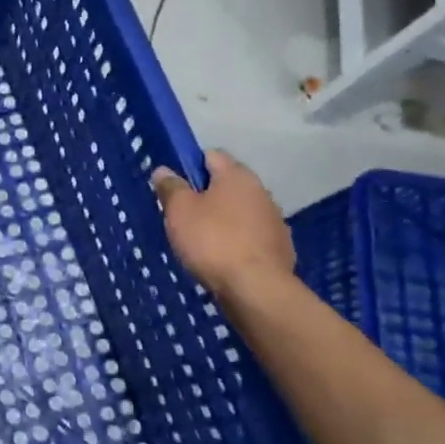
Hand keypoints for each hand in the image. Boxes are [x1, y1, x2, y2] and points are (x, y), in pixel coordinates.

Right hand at [151, 151, 294, 301]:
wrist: (256, 288)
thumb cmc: (212, 241)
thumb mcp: (179, 211)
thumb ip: (171, 187)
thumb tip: (164, 170)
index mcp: (236, 175)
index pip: (211, 155)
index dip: (190, 166)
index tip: (174, 187)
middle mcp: (261, 191)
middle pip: (227, 184)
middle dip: (205, 195)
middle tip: (182, 216)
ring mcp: (274, 220)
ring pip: (239, 210)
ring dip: (222, 219)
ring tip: (201, 241)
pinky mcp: (279, 247)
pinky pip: (250, 235)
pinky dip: (236, 241)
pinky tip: (222, 258)